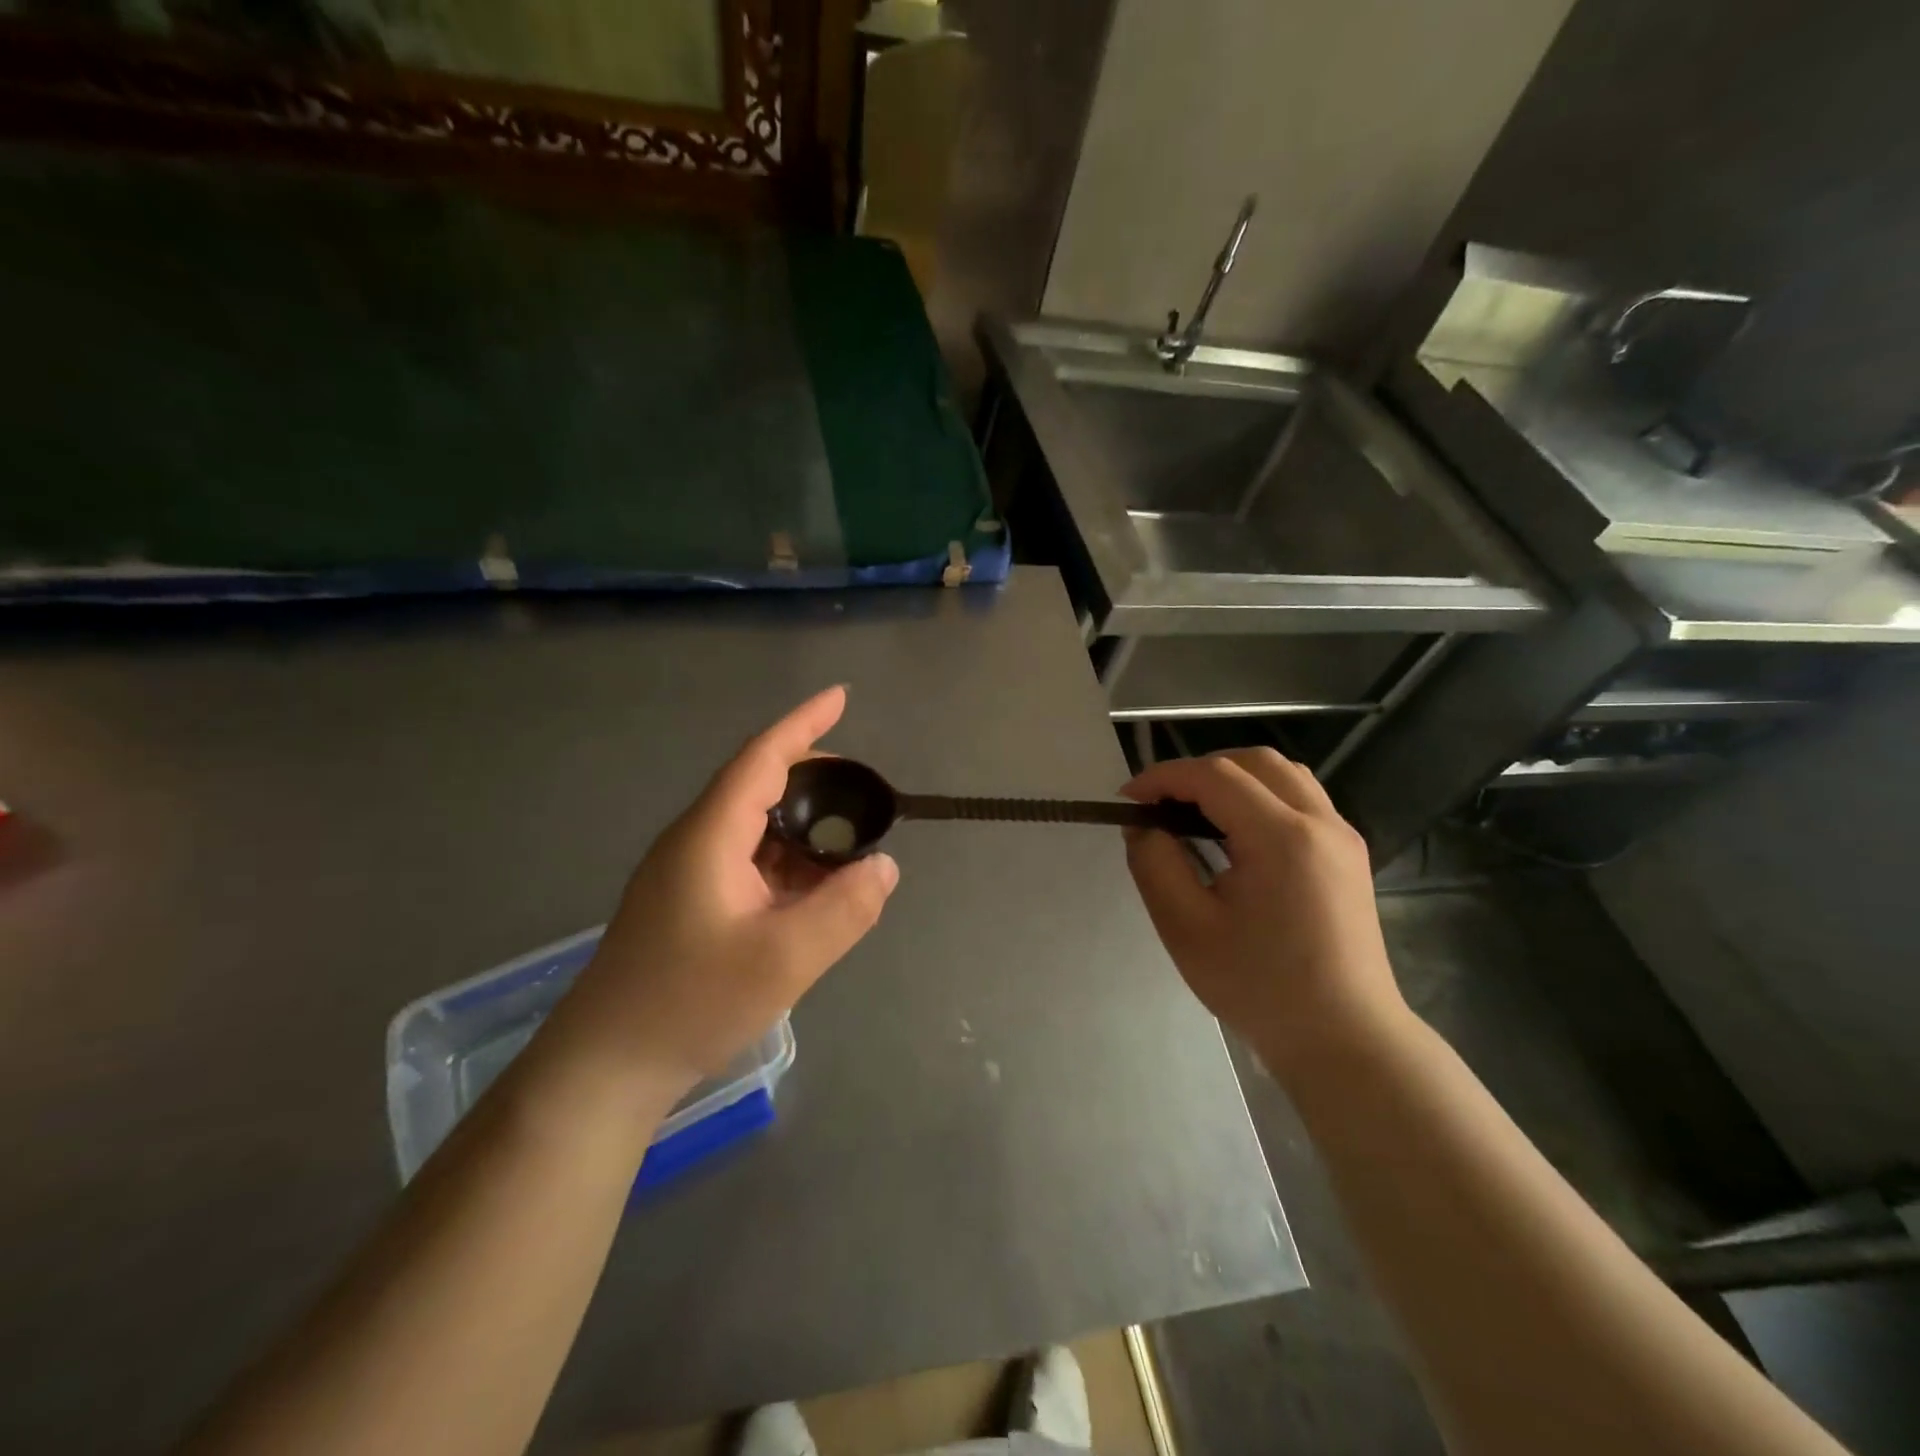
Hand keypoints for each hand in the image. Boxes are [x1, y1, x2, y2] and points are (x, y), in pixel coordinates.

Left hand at [545, 686, 898, 1103]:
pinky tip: (814, 886)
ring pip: (756, 828)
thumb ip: (844, 908)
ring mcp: (689, 874)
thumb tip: (885, 866)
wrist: (605, 1067)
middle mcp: (696, 841)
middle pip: (759, 785)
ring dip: (803, 825)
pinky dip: (788, 861)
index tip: (841, 696)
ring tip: (850, 838)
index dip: (804, 723)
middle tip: (865, 789)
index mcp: (710, 835)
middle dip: (814, 776)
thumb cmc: (689, 1003)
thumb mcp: (783, 958)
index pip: (762, 758)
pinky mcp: (690, 903)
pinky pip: (749, 862)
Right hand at [1122, 749, 1405, 1080]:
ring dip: (1233, 778)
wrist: (1344, 1040)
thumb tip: (1143, 826)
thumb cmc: (1259, 988)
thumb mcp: (1186, 928)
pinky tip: (1236, 836)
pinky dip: (1260, 796)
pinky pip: (1301, 799)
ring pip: (1282, 774)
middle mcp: (1320, 822)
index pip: (1214, 776)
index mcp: (1281, 837)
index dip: (1164, 777)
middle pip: (1254, 761)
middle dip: (1199, 771)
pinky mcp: (1349, 854)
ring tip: (1196, 814)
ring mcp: (1342, 836)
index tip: (1128, 799)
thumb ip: (1155, 864)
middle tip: (1162, 805)